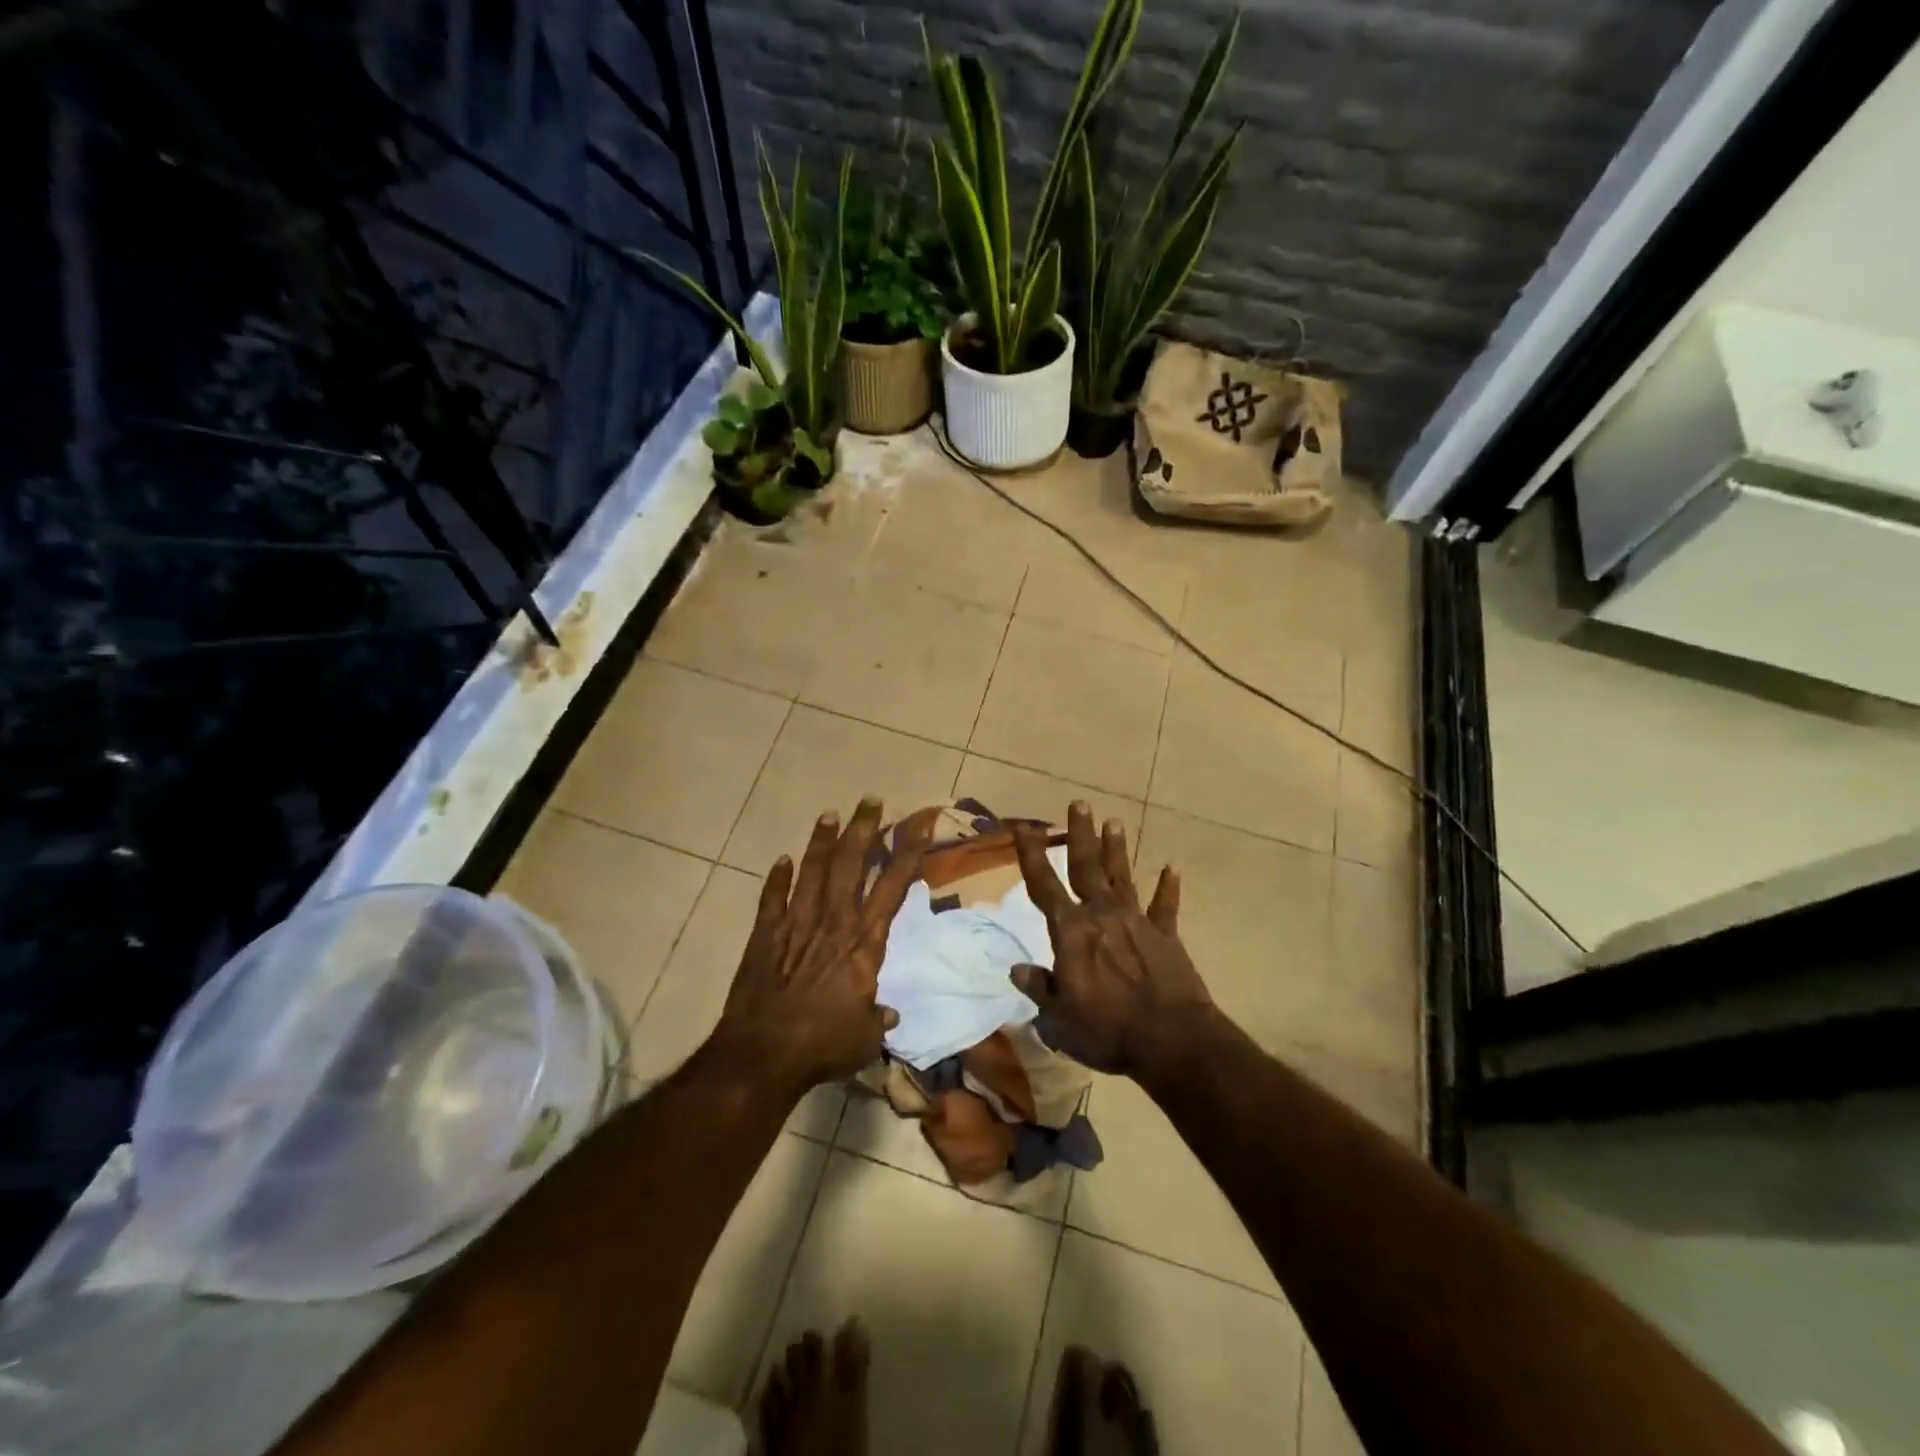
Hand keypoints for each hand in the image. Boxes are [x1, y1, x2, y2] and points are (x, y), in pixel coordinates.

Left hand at [712, 797, 934, 1092]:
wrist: (763, 1054)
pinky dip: (777, 879)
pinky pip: (771, 899)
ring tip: (829, 814)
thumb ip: (877, 1018)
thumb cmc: (823, 1045)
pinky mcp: (765, 936)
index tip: (919, 823)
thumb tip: (888, 1015)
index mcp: (863, 942)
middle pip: (850, 864)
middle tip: (871, 800)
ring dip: (821, 841)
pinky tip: (781, 860)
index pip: (892, 886)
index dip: (908, 852)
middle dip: (864, 829)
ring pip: (812, 871)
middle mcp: (833, 922)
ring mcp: (795, 924)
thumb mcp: (864, 1037)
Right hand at [1011, 802, 1213, 1075]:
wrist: (1171, 1040)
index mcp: (1071, 931)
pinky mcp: (1166, 936)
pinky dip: (1167, 888)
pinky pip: (1164, 907)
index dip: (1031, 854)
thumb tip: (1018, 969)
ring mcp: (1137, 922)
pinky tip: (1171, 869)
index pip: (1043, 885)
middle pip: (1086, 867)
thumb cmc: (1107, 1030)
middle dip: (1080, 834)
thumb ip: (1039, 988)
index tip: (1023, 826)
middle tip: (1079, 803)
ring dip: (1116, 850)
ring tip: (1114, 822)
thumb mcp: (1059, 1019)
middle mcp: (1101, 915)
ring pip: (1121, 877)